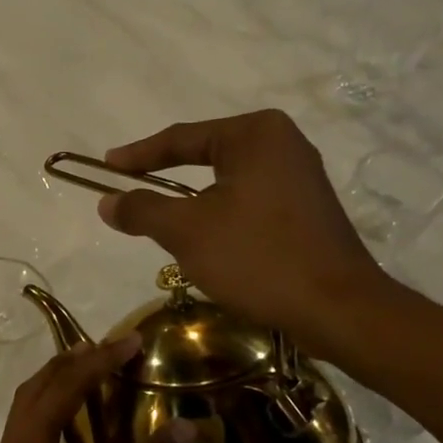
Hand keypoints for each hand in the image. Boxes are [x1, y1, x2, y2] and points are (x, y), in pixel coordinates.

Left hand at [0, 337, 195, 442]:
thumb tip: (187, 427)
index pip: (62, 388)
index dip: (97, 361)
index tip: (131, 341)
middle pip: (34, 390)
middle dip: (69, 363)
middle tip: (108, 349)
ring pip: (27, 412)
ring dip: (57, 386)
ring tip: (93, 375)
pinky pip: (31, 434)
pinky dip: (53, 415)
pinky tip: (79, 431)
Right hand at [98, 109, 397, 359]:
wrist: (337, 308)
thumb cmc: (257, 258)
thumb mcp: (187, 232)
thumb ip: (142, 210)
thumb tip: (106, 202)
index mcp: (254, 134)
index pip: (181, 138)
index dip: (138, 155)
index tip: (106, 166)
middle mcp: (282, 143)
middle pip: (206, 155)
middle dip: (166, 177)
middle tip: (130, 189)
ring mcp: (300, 175)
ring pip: (228, 181)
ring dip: (193, 201)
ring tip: (161, 219)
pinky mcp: (307, 208)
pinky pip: (250, 200)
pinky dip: (221, 214)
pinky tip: (207, 239)